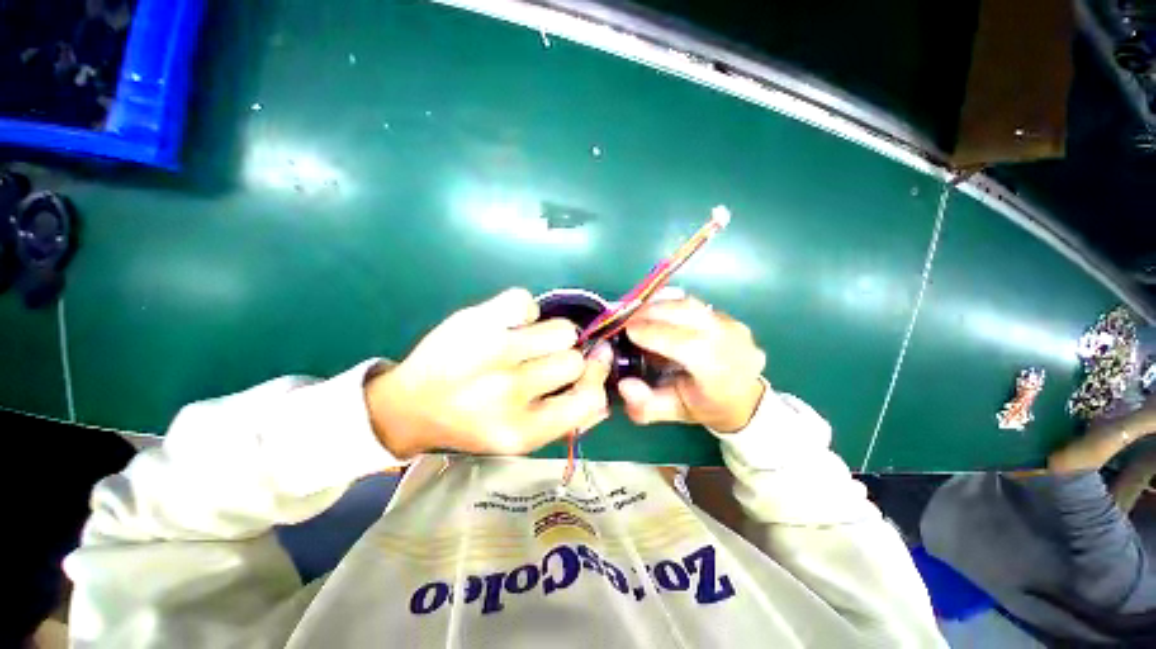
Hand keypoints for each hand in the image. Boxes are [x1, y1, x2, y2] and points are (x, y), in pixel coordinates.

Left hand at [366, 288, 612, 458]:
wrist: (410, 405)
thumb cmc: (473, 423)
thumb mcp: (522, 437)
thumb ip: (567, 420)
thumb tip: (605, 393)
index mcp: (523, 429)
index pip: (589, 398)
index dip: (596, 378)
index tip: (593, 365)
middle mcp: (510, 391)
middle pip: (574, 359)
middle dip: (568, 358)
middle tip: (546, 359)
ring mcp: (492, 350)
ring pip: (560, 329)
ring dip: (551, 334)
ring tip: (529, 341)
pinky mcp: (476, 319)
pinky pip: (526, 301)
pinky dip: (522, 311)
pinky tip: (506, 325)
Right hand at [619, 297, 765, 432]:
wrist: (744, 398)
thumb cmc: (706, 406)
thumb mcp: (674, 412)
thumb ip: (646, 405)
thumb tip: (624, 384)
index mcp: (720, 372)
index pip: (686, 345)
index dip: (654, 334)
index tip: (627, 330)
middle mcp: (731, 343)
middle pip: (688, 314)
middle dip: (651, 312)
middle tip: (627, 319)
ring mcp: (733, 325)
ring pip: (690, 304)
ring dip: (660, 306)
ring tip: (639, 314)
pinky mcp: (728, 316)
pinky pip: (694, 304)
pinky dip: (671, 305)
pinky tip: (657, 314)